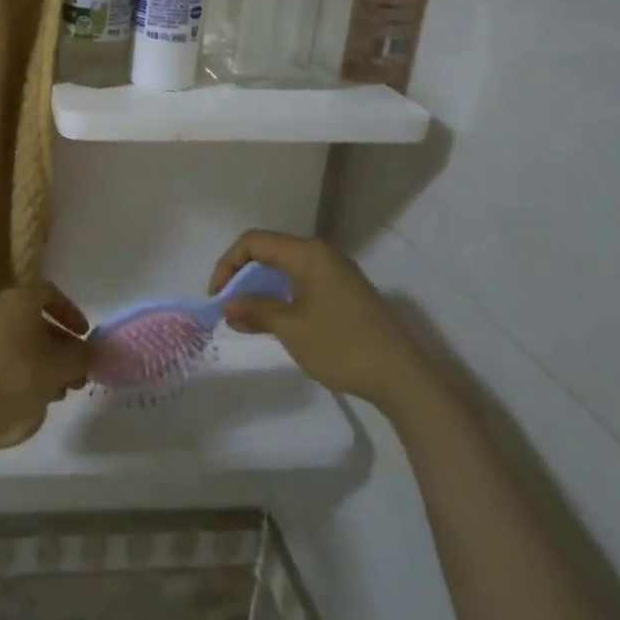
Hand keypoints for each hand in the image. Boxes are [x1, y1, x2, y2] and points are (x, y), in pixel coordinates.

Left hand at [0, 283, 93, 441]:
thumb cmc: (17, 375)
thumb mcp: (60, 368)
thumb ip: (83, 357)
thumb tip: (94, 352)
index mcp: (18, 299)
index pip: (49, 293)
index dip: (71, 313)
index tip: (84, 337)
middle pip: (34, 321)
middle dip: (59, 346)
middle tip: (75, 373)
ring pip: (17, 343)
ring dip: (41, 363)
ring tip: (57, 392)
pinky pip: (0, 357)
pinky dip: (18, 371)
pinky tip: (30, 398)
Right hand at [210, 230, 428, 407]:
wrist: (402, 377)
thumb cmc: (341, 346)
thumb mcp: (291, 328)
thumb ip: (256, 310)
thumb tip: (228, 303)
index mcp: (308, 254)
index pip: (254, 242)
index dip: (228, 264)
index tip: (217, 296)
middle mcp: (322, 254)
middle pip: (269, 251)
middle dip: (242, 276)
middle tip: (228, 306)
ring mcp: (337, 273)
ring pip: (285, 268)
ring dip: (261, 288)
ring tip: (246, 318)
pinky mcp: (345, 292)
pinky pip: (302, 282)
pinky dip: (281, 295)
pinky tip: (275, 320)